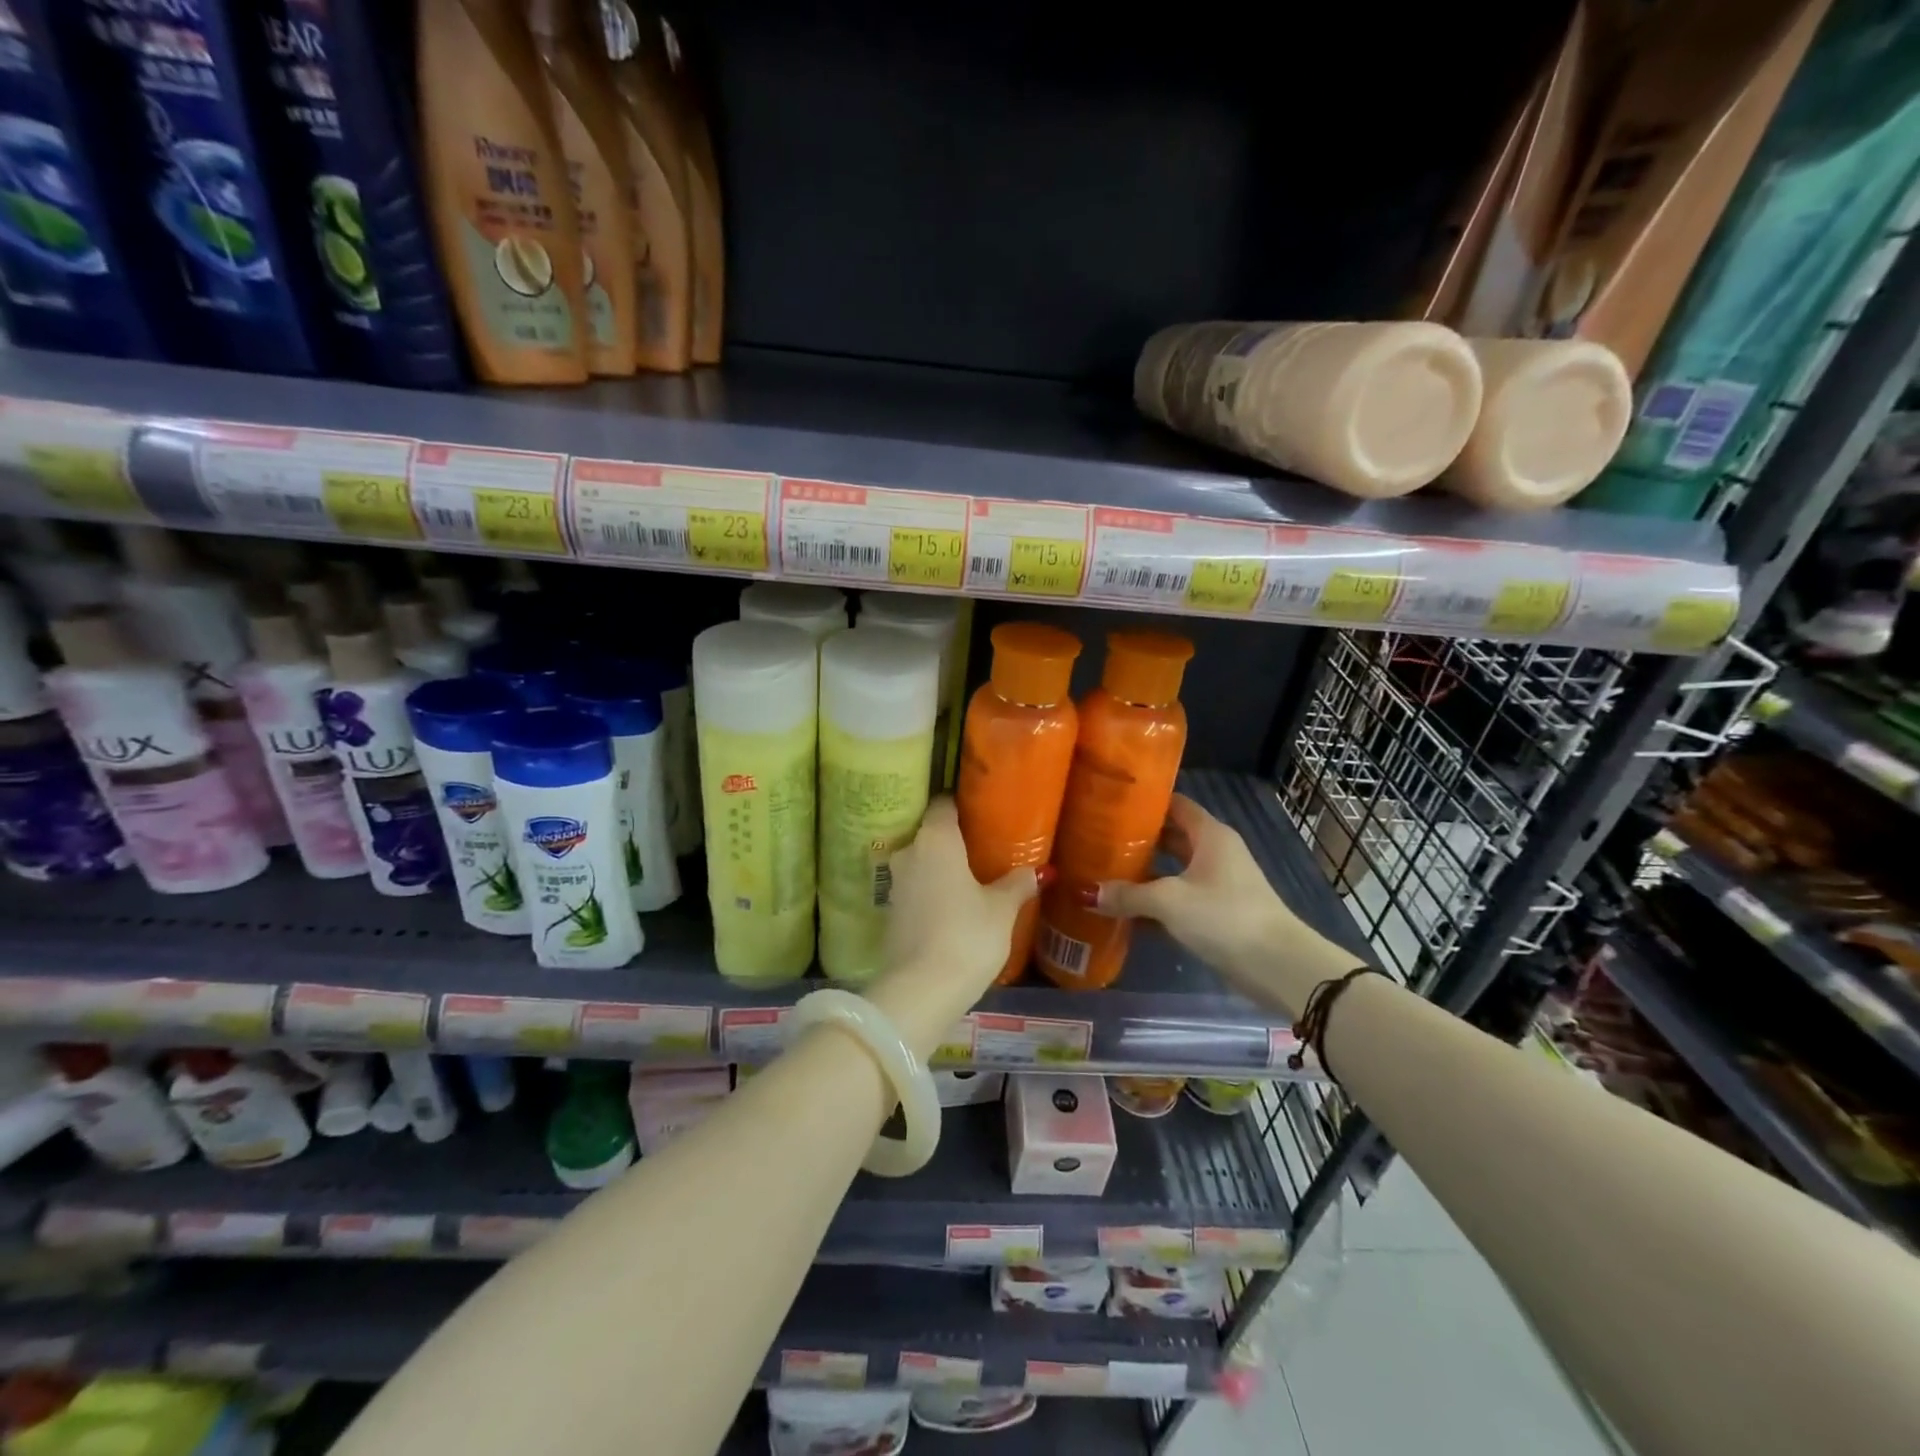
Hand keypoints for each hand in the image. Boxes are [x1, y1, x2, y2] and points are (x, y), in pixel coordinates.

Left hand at [868, 798, 1042, 1054]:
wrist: (920, 991)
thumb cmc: (967, 936)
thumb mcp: (1002, 909)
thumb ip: (1017, 884)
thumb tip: (1038, 871)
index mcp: (936, 838)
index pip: (944, 804)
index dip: (962, 805)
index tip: (983, 812)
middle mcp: (910, 851)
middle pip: (931, 833)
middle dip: (954, 838)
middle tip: (985, 847)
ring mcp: (896, 882)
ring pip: (922, 862)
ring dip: (942, 867)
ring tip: (972, 877)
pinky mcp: (890, 911)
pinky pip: (916, 888)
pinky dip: (932, 891)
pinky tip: (953, 905)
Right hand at [1092, 795, 1344, 1015]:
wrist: (1277, 965)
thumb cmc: (1224, 916)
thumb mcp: (1169, 901)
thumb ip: (1127, 895)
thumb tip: (1085, 893)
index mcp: (1210, 835)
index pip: (1174, 804)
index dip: (1144, 801)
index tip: (1110, 802)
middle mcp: (1214, 852)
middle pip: (1170, 836)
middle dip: (1136, 839)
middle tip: (1096, 838)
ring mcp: (1217, 884)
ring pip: (1172, 869)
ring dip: (1142, 873)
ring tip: (1101, 871)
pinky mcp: (1215, 912)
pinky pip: (1177, 898)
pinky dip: (1154, 902)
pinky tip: (1123, 910)